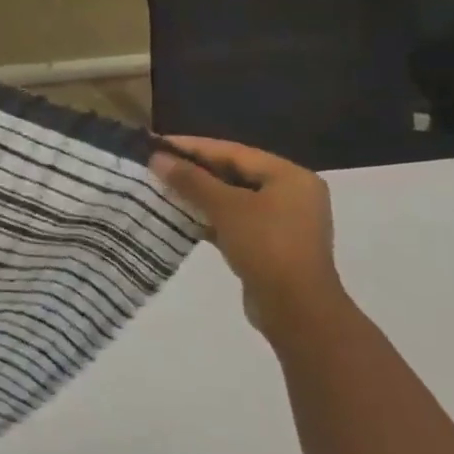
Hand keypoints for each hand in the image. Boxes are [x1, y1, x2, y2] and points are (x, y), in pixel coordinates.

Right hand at [150, 136, 344, 338]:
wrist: (296, 310)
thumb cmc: (265, 246)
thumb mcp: (225, 207)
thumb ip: (191, 179)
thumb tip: (157, 158)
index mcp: (289, 176)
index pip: (233, 151)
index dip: (193, 146)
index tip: (158, 143)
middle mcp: (291, 193)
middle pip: (234, 173)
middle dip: (195, 170)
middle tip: (157, 164)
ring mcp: (283, 221)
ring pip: (233, 198)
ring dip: (199, 194)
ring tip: (162, 187)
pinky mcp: (271, 245)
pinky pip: (235, 220)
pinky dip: (210, 216)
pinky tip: (181, 215)